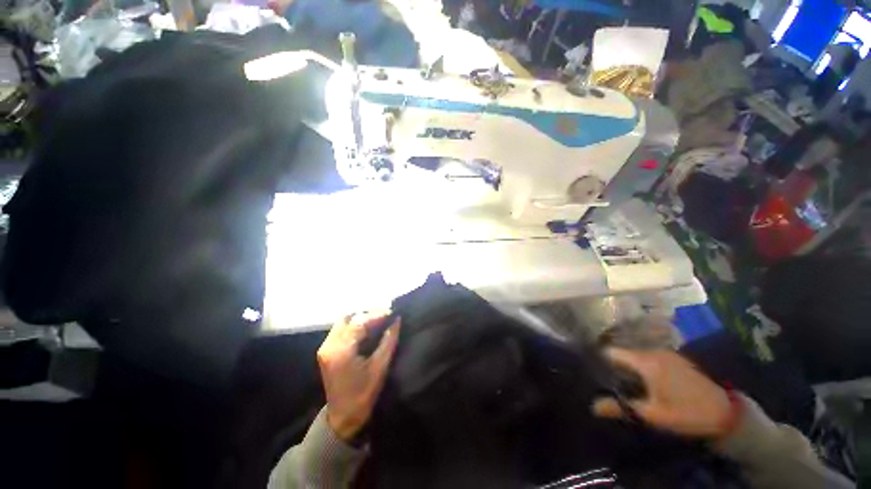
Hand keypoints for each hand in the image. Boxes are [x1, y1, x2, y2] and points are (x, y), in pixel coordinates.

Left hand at [318, 311, 400, 440]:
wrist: (342, 417)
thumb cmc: (363, 394)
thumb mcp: (380, 367)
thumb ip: (389, 341)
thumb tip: (397, 320)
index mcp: (341, 350)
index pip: (360, 322)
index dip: (377, 315)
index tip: (393, 313)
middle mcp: (329, 345)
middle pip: (348, 317)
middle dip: (368, 314)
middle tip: (385, 317)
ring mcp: (325, 347)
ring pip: (343, 321)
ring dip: (361, 318)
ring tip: (378, 322)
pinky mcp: (326, 350)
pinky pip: (341, 329)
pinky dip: (354, 325)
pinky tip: (367, 330)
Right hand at [592, 349, 733, 439]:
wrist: (727, 413)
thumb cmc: (686, 412)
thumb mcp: (651, 414)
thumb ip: (621, 407)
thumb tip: (593, 406)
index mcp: (645, 360)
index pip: (612, 352)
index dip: (600, 360)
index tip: (592, 371)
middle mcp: (654, 351)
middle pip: (624, 353)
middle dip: (615, 366)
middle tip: (607, 381)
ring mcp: (668, 354)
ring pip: (638, 356)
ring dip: (630, 367)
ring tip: (623, 383)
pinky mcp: (678, 360)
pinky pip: (651, 359)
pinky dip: (644, 367)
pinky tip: (645, 383)